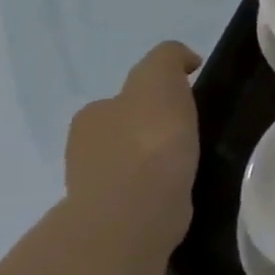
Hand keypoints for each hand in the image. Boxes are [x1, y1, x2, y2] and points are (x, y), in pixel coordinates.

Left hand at [64, 41, 201, 248]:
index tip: (187, 104)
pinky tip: (181, 186)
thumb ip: (168, 59)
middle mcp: (84, 148)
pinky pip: (142, 191)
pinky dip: (158, 186)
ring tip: (190, 161)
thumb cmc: (149, 140)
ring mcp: (96, 185)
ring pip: (132, 162)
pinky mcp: (115, 215)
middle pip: (125, 130)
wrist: (137, 208)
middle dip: (152, 129)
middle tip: (191, 133)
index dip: (156, 97)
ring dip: (155, 160)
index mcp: (92, 115)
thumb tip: (184, 61)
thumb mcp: (159, 79)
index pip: (125, 98)